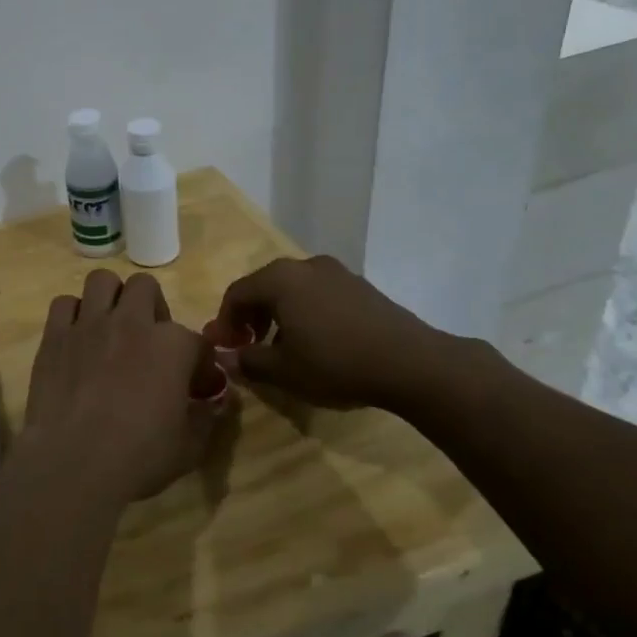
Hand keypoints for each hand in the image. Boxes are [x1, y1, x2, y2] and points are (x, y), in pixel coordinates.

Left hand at [23, 269, 217, 500]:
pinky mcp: (55, 335)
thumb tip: (218, 403)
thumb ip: (207, 417)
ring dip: (111, 298)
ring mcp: (89, 324)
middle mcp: (130, 322)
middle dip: (152, 308)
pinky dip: (73, 314)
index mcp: (171, 345)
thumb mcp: (189, 446)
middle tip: (149, 341)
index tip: (198, 386)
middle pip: (145, 287)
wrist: (73, 463)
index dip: (200, 363)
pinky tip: (77, 338)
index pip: (196, 340)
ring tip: (112, 327)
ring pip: (102, 281)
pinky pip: (64, 304)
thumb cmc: (138, 457)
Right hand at [212, 255, 449, 412]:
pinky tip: (316, 342)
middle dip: (251, 316)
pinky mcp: (361, 286)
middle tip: (248, 346)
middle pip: (264, 287)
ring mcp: (337, 273)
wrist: (412, 363)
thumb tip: (226, 359)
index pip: (237, 293)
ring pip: (293, 290)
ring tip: (282, 348)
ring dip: (279, 315)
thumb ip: (248, 361)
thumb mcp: (283, 371)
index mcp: (280, 279)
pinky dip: (305, 313)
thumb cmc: (335, 363)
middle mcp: (305, 266)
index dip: (224, 321)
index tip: (224, 348)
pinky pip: (318, 294)